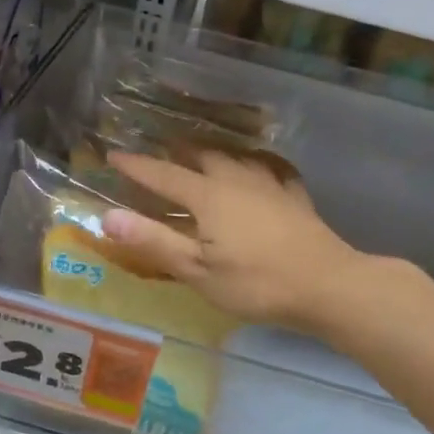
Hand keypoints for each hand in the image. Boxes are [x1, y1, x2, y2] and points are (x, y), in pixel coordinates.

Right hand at [100, 151, 365, 335]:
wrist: (326, 284)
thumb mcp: (197, 271)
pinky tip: (260, 168)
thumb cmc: (256, 283)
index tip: (113, 155)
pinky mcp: (295, 197)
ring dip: (214, 152)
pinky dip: (256, 164)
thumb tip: (107, 216)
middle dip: (177, 151)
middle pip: (202, 155)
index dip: (136, 166)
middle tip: (160, 148)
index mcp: (208, 196)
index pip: (163, 175)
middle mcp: (237, 180)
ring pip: (236, 157)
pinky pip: (271, 169)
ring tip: (203, 152)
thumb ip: (154, 241)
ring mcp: (270, 185)